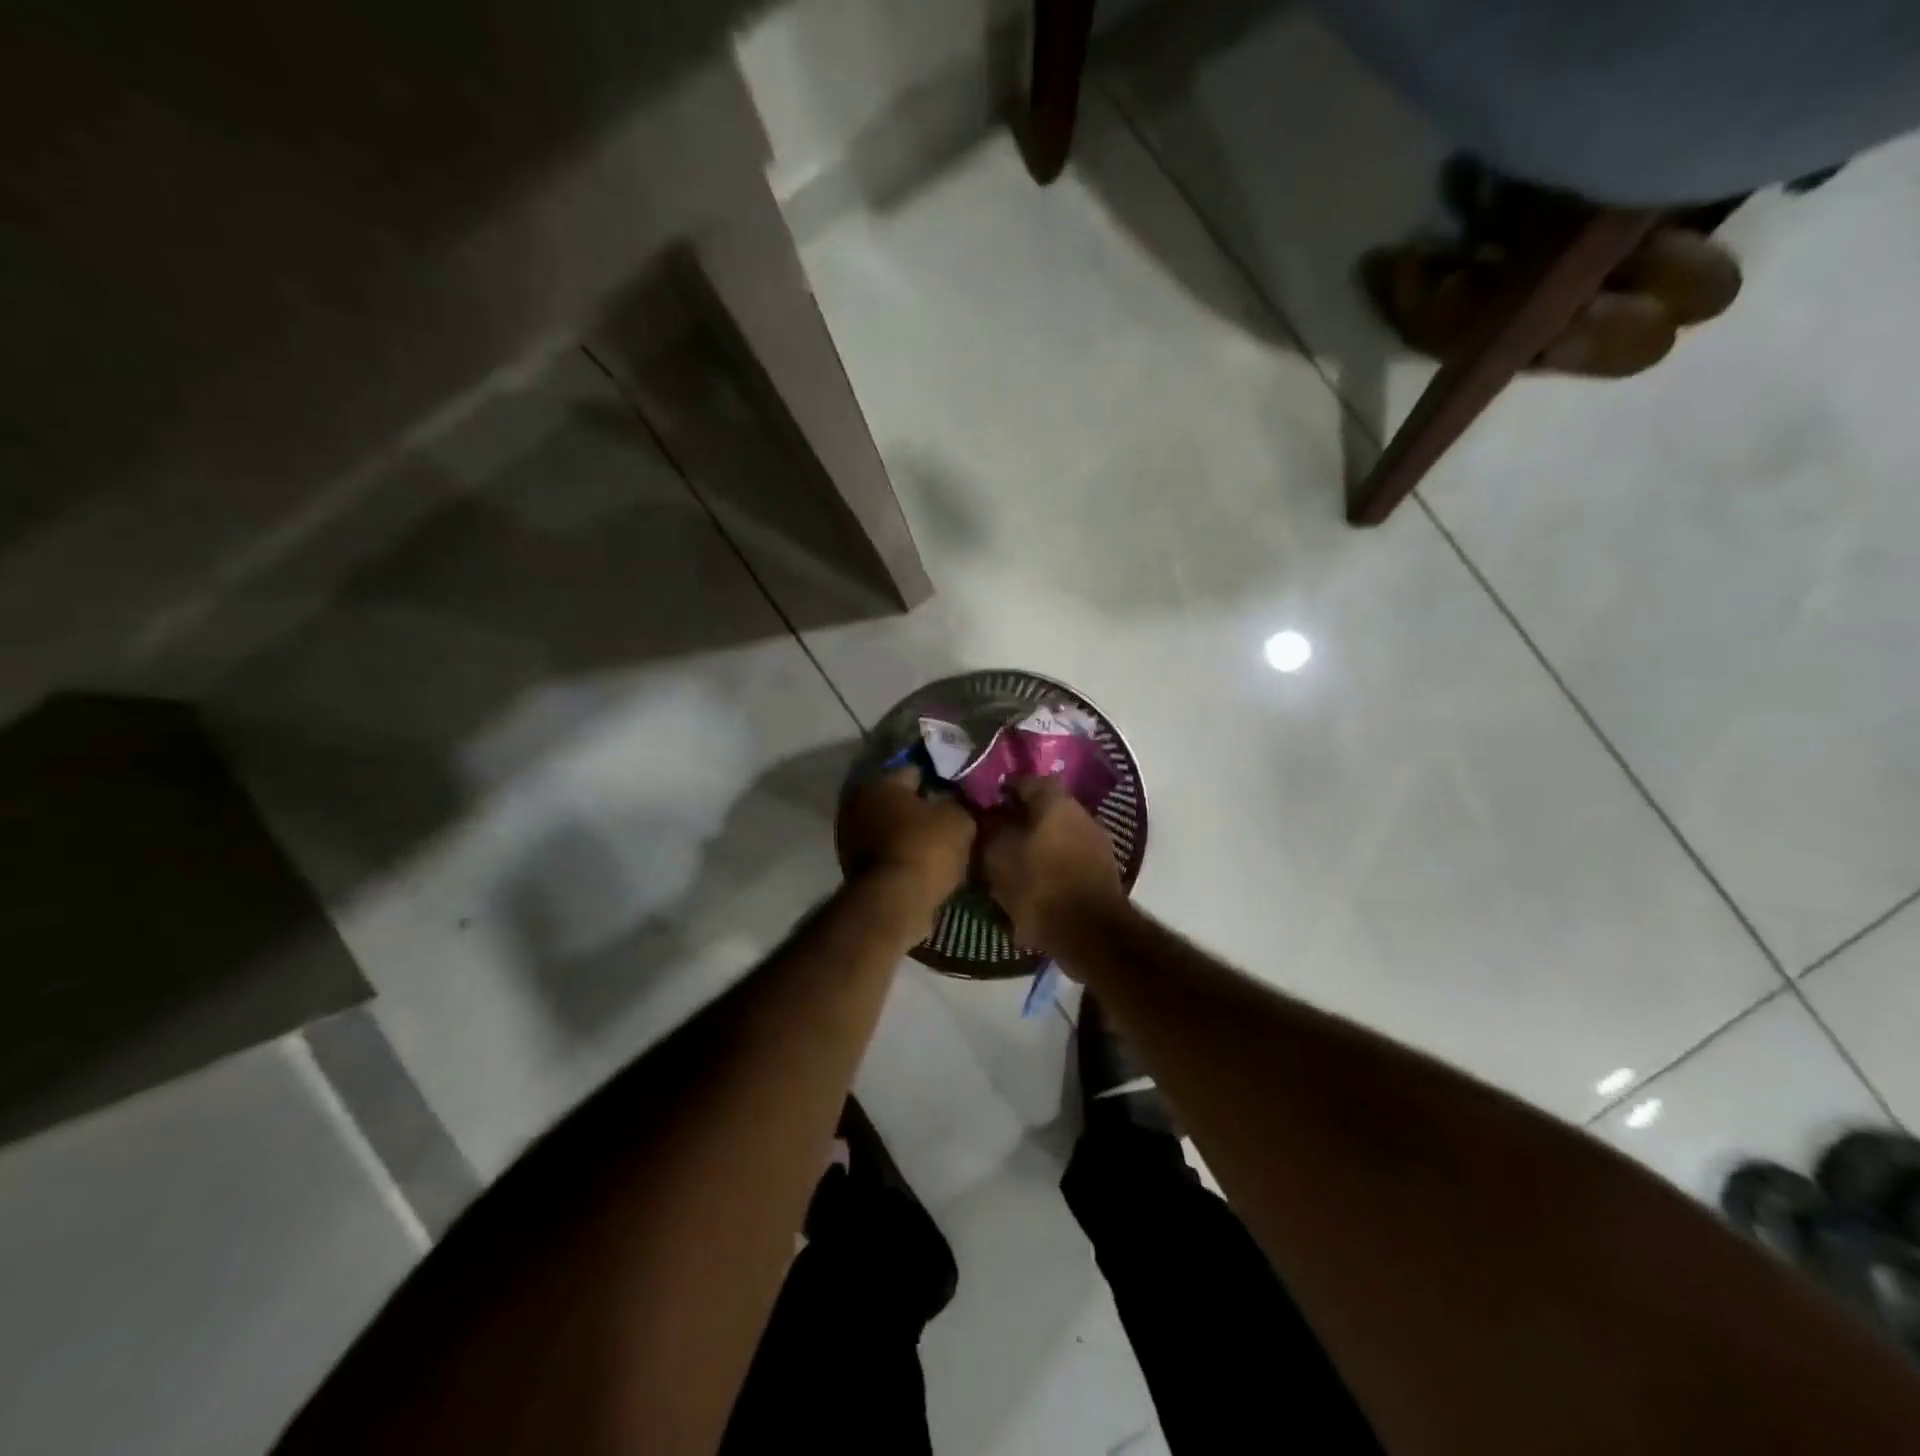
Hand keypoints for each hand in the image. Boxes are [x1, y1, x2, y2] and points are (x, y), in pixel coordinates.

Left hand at [837, 766, 976, 916]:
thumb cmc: (925, 849)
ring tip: (943, 845)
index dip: (942, 780)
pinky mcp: (854, 866)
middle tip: (953, 818)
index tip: (961, 793)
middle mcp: (858, 802)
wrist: (893, 903)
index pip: (917, 770)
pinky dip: (903, 855)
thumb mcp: (959, 819)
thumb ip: (960, 803)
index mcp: (881, 781)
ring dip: (912, 833)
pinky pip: (888, 852)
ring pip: (893, 827)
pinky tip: (927, 864)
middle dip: (924, 807)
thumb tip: (959, 801)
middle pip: (900, 800)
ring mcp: (851, 836)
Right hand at [980, 775, 1125, 956]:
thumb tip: (986, 816)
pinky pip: (1069, 858)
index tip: (983, 809)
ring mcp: (1097, 842)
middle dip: (1020, 820)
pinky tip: (1035, 884)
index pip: (1024, 781)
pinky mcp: (1103, 870)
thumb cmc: (1038, 885)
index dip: (1000, 793)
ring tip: (1013, 864)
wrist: (1090, 933)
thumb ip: (989, 828)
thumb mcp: (997, 855)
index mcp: (1056, 801)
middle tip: (995, 838)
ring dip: (1036, 845)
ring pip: (1057, 834)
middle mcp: (1081, 813)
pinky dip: (1051, 865)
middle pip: (1043, 809)